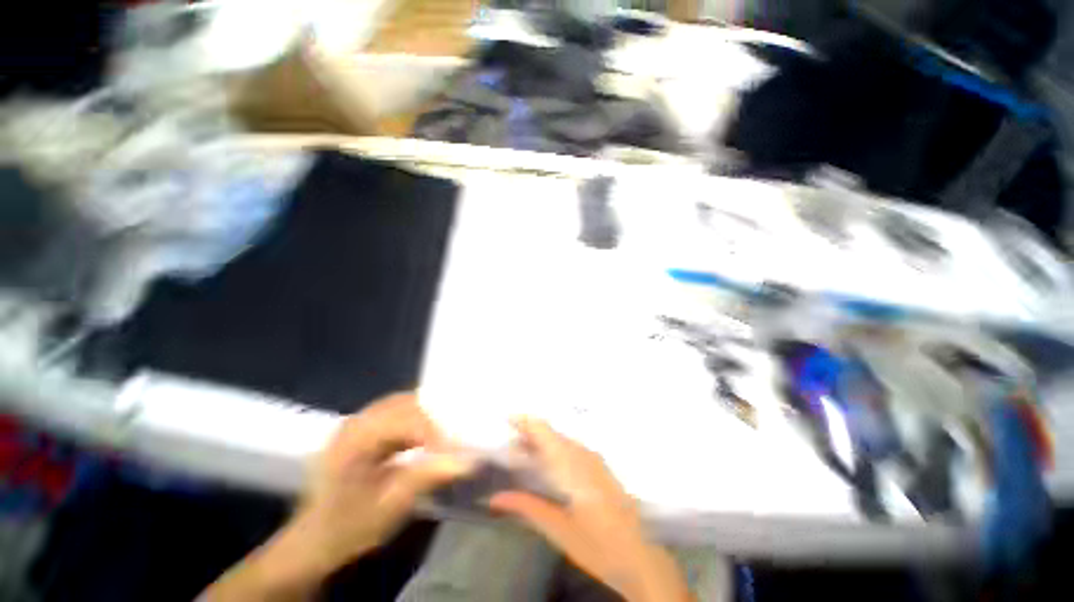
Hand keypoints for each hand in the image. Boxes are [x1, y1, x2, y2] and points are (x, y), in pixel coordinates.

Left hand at [203, 393, 473, 600]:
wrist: (313, 542)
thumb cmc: (347, 528)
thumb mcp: (387, 508)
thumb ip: (426, 478)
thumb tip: (468, 460)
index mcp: (355, 438)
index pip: (405, 420)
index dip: (437, 431)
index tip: (462, 448)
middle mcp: (358, 420)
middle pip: (406, 404)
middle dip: (437, 416)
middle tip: (461, 432)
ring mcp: (361, 422)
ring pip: (405, 404)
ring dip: (430, 414)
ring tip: (451, 430)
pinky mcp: (366, 428)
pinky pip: (400, 412)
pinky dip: (420, 419)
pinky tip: (432, 433)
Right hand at [489, 418, 691, 601]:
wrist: (640, 554)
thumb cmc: (598, 544)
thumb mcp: (559, 530)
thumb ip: (527, 507)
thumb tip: (495, 497)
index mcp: (572, 464)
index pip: (545, 431)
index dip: (526, 421)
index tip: (507, 418)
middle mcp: (583, 454)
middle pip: (552, 433)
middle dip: (530, 432)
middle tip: (509, 440)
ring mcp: (594, 458)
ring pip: (562, 440)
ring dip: (542, 440)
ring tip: (523, 450)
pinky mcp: (599, 466)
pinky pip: (572, 448)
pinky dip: (555, 448)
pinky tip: (547, 461)